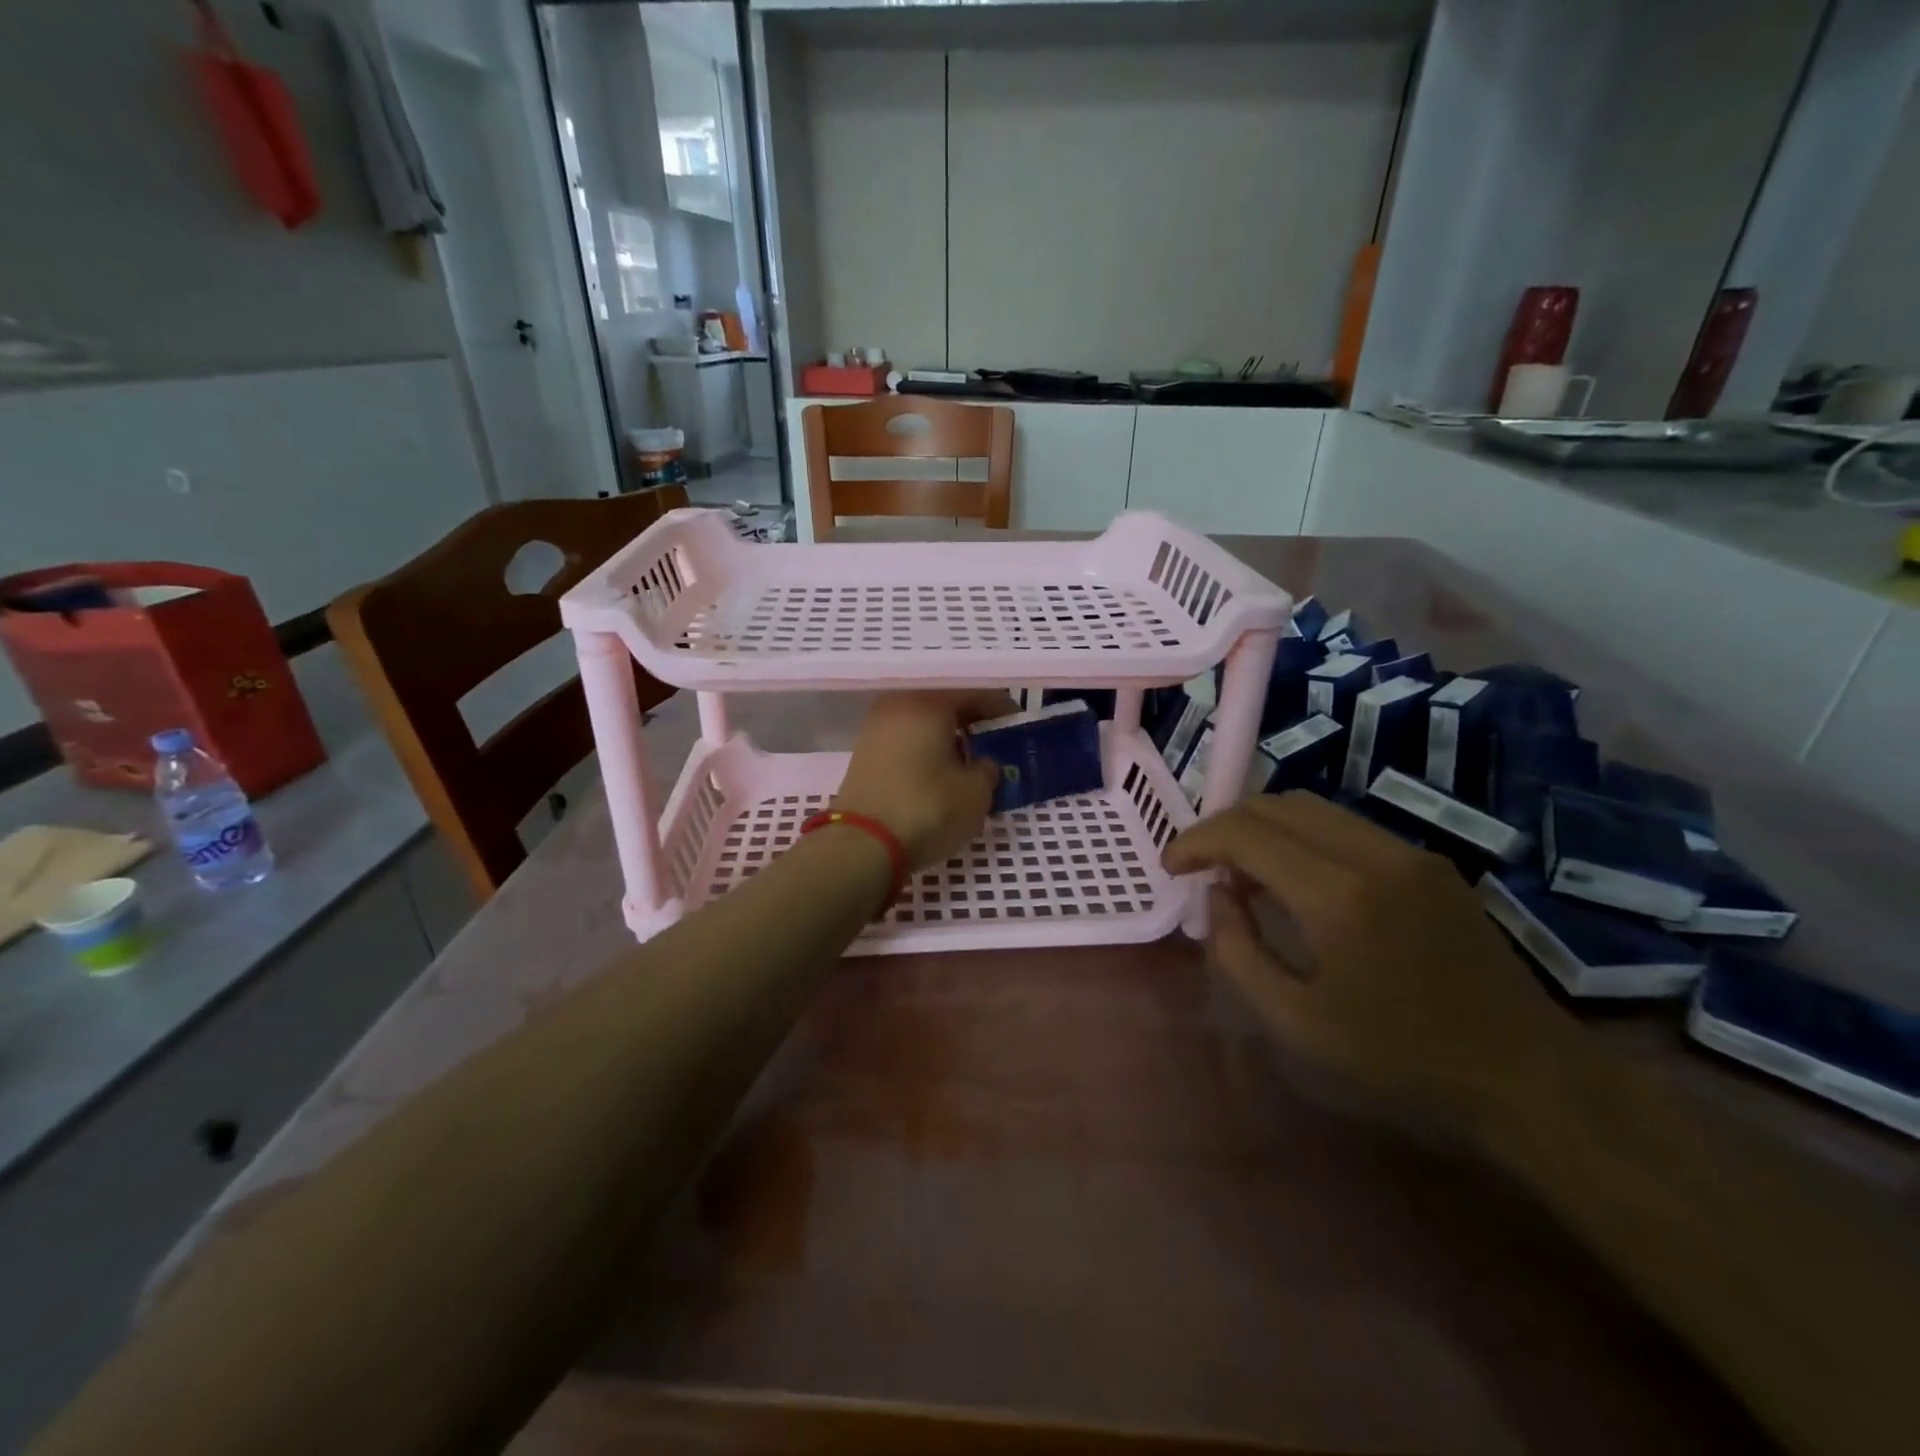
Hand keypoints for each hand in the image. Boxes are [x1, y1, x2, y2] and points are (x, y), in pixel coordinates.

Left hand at [833, 692, 1012, 868]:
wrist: (863, 844)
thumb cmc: (928, 808)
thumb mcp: (977, 792)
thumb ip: (988, 769)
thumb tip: (983, 764)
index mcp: (930, 701)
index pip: (977, 694)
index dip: (1004, 711)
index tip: (1020, 728)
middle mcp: (899, 704)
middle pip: (947, 705)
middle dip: (975, 724)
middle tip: (997, 746)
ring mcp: (876, 728)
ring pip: (924, 724)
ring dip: (949, 739)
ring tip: (971, 764)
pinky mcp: (864, 754)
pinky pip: (907, 741)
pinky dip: (927, 751)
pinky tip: (941, 774)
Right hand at [1163, 792, 1575, 1137]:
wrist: (1526, 1076)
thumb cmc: (1400, 1059)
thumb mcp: (1296, 1023)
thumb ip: (1237, 951)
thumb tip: (1217, 895)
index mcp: (1337, 895)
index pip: (1245, 833)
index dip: (1196, 841)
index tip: (1171, 867)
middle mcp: (1372, 854)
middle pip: (1275, 805)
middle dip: (1224, 827)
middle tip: (1201, 869)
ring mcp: (1406, 852)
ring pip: (1310, 808)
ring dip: (1262, 828)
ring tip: (1242, 874)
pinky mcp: (1427, 861)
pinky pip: (1344, 827)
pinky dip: (1300, 837)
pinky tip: (1295, 880)